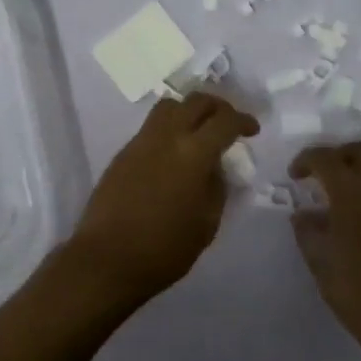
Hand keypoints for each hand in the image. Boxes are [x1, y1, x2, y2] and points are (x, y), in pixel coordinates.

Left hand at [64, 92, 258, 309]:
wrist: (107, 258)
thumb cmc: (164, 248)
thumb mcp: (207, 223)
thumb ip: (217, 187)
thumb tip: (215, 168)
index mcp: (193, 153)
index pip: (224, 121)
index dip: (243, 121)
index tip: (252, 130)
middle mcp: (167, 136)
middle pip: (196, 101)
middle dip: (218, 107)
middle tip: (228, 124)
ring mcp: (141, 141)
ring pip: (170, 106)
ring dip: (190, 111)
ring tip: (199, 131)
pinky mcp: (124, 152)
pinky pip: (152, 126)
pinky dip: (170, 127)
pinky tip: (174, 153)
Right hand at [290, 142, 360, 360]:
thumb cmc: (355, 289)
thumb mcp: (319, 261)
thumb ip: (308, 231)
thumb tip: (303, 214)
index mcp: (352, 195)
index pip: (327, 159)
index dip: (307, 160)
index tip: (295, 174)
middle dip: (339, 153)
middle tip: (322, 172)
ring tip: (342, 186)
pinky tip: (358, 210)